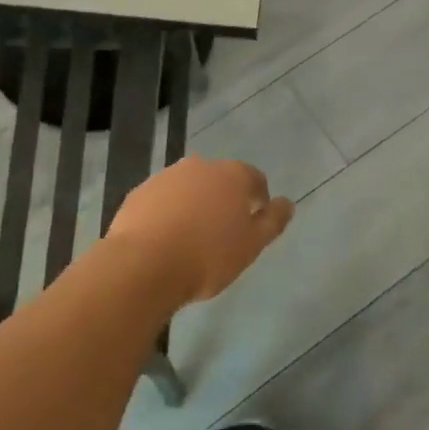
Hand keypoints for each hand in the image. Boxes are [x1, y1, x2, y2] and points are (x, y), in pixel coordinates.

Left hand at [103, 157, 293, 305]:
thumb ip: (273, 221)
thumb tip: (287, 203)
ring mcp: (166, 175)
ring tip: (193, 238)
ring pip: (189, 187)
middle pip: (220, 179)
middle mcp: (200, 165)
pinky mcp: (140, 191)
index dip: (259, 199)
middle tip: (224, 232)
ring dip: (195, 204)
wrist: (144, 264)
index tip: (255, 223)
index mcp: (232, 174)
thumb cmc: (207, 256)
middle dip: (225, 199)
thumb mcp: (251, 245)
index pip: (255, 178)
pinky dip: (168, 212)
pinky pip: (163, 199)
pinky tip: (166, 238)